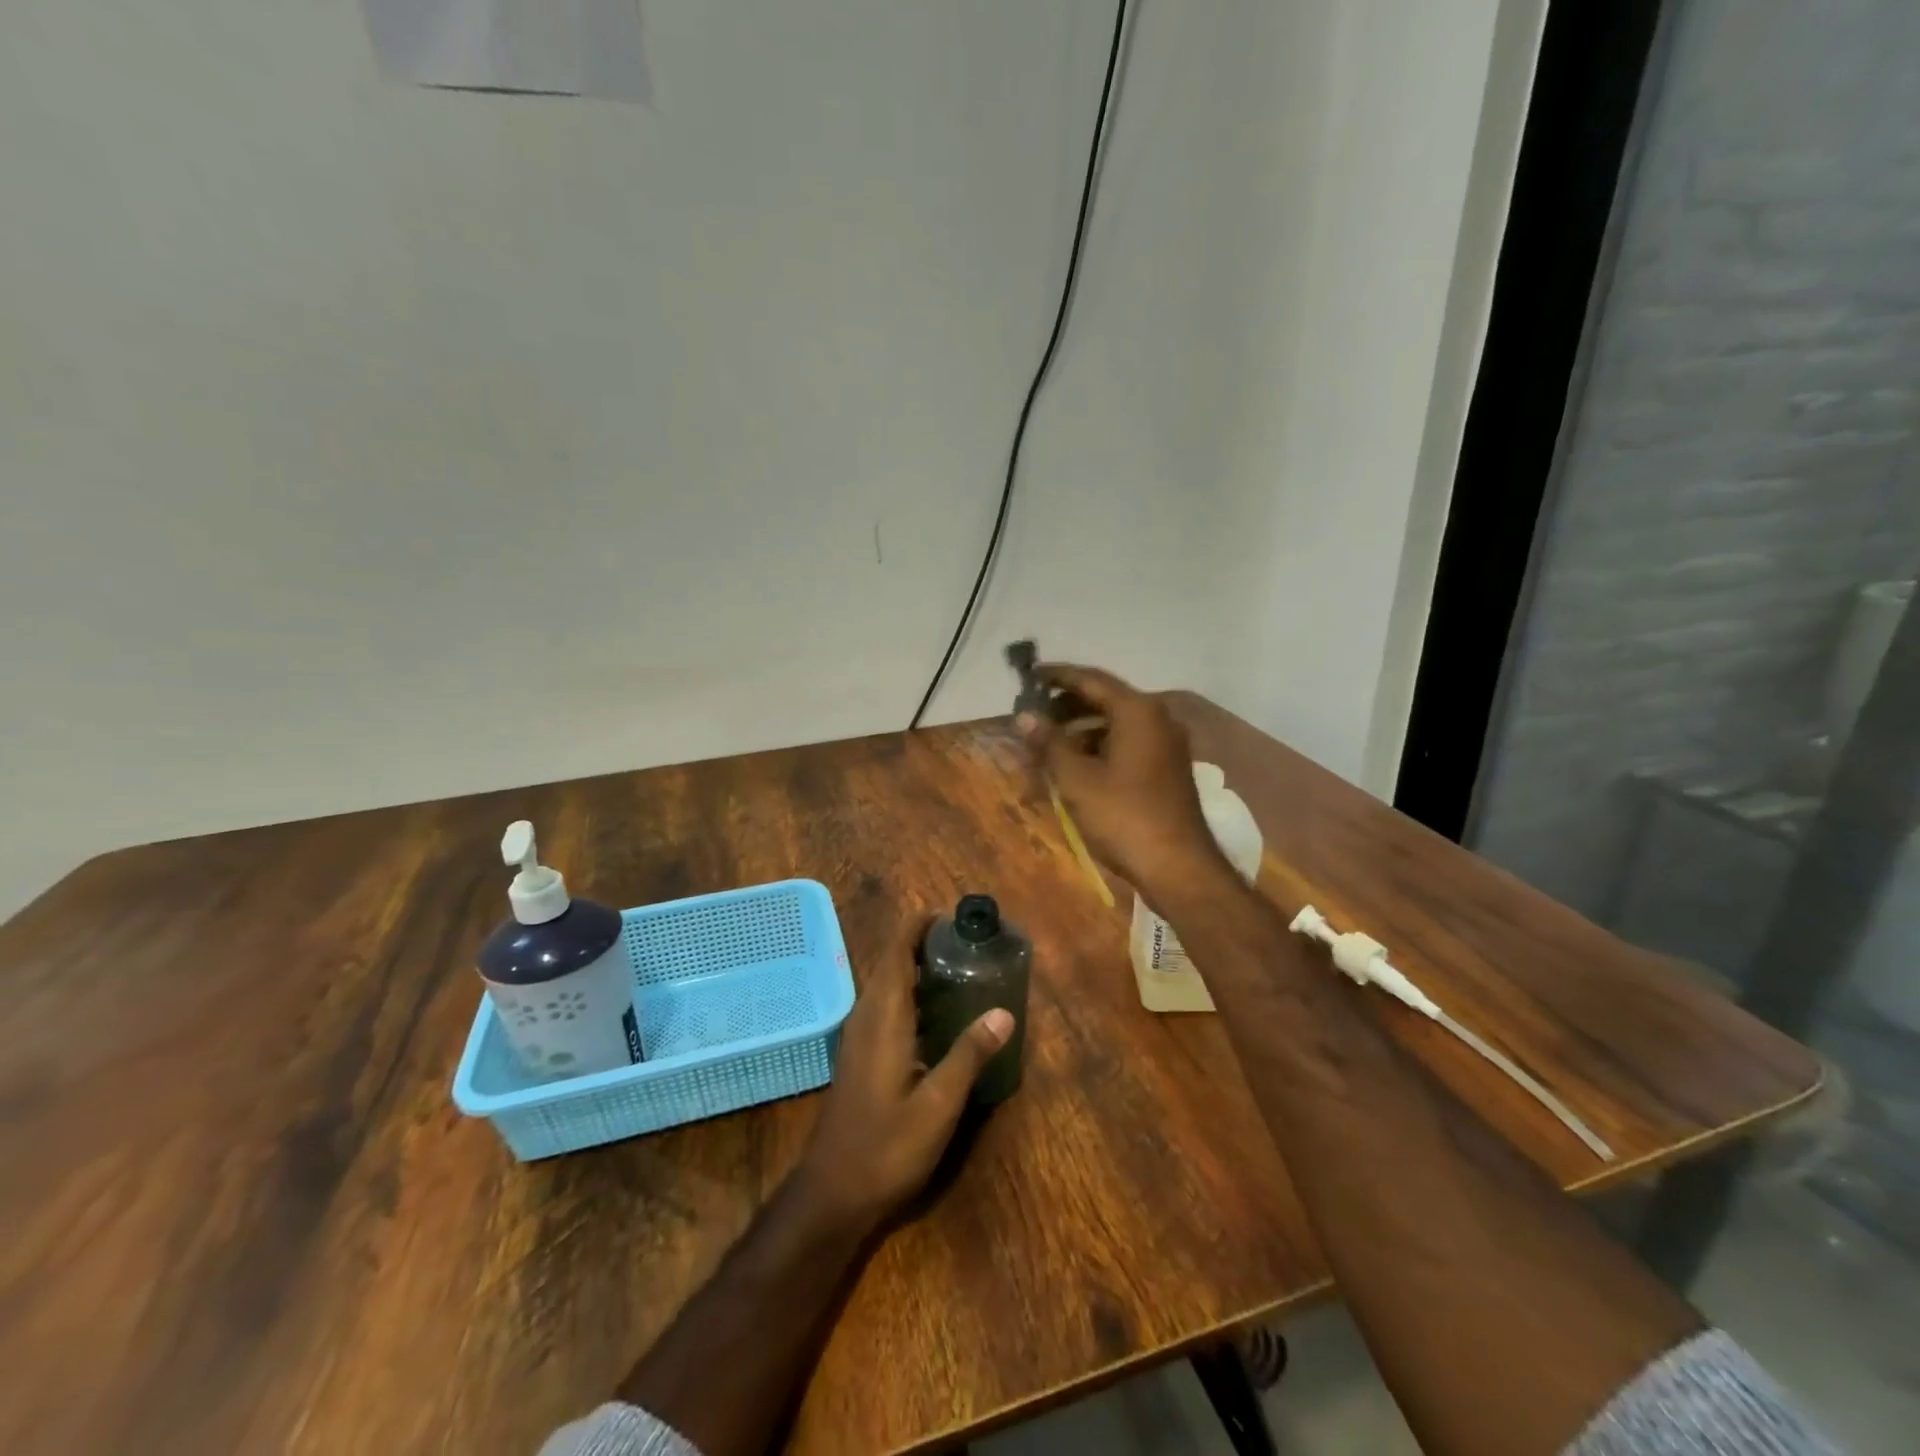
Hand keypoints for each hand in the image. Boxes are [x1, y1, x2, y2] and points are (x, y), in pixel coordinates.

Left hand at [795, 921, 1013, 1230]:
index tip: (945, 914)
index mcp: (883, 1019)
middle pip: (890, 965)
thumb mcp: (938, 1105)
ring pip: (885, 987)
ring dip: (913, 970)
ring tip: (953, 968)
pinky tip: (934, 1015)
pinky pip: (883, 1009)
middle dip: (919, 945)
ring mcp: (859, 1039)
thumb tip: (1004, 1012)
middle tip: (961, 941)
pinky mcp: (859, 1058)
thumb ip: (969, 1056)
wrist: (832, 1193)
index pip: (896, 955)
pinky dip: (907, 996)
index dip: (916, 928)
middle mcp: (866, 1019)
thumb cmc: (887, 1147)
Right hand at [1018, 664, 1230, 904]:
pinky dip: (1100, 744)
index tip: (1029, 676)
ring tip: (1048, 739)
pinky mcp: (1167, 767)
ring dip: (1082, 726)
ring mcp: (1166, 743)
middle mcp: (1157, 718)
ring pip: (1116, 722)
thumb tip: (1024, 716)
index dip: (1057, 676)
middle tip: (1034, 711)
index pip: (1091, 679)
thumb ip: (1049, 743)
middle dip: (1067, 703)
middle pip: (1106, 698)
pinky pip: (1128, 741)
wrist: (1178, 867)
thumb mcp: (1077, 780)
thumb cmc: (1124, 817)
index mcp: (1138, 711)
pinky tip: (1076, 762)